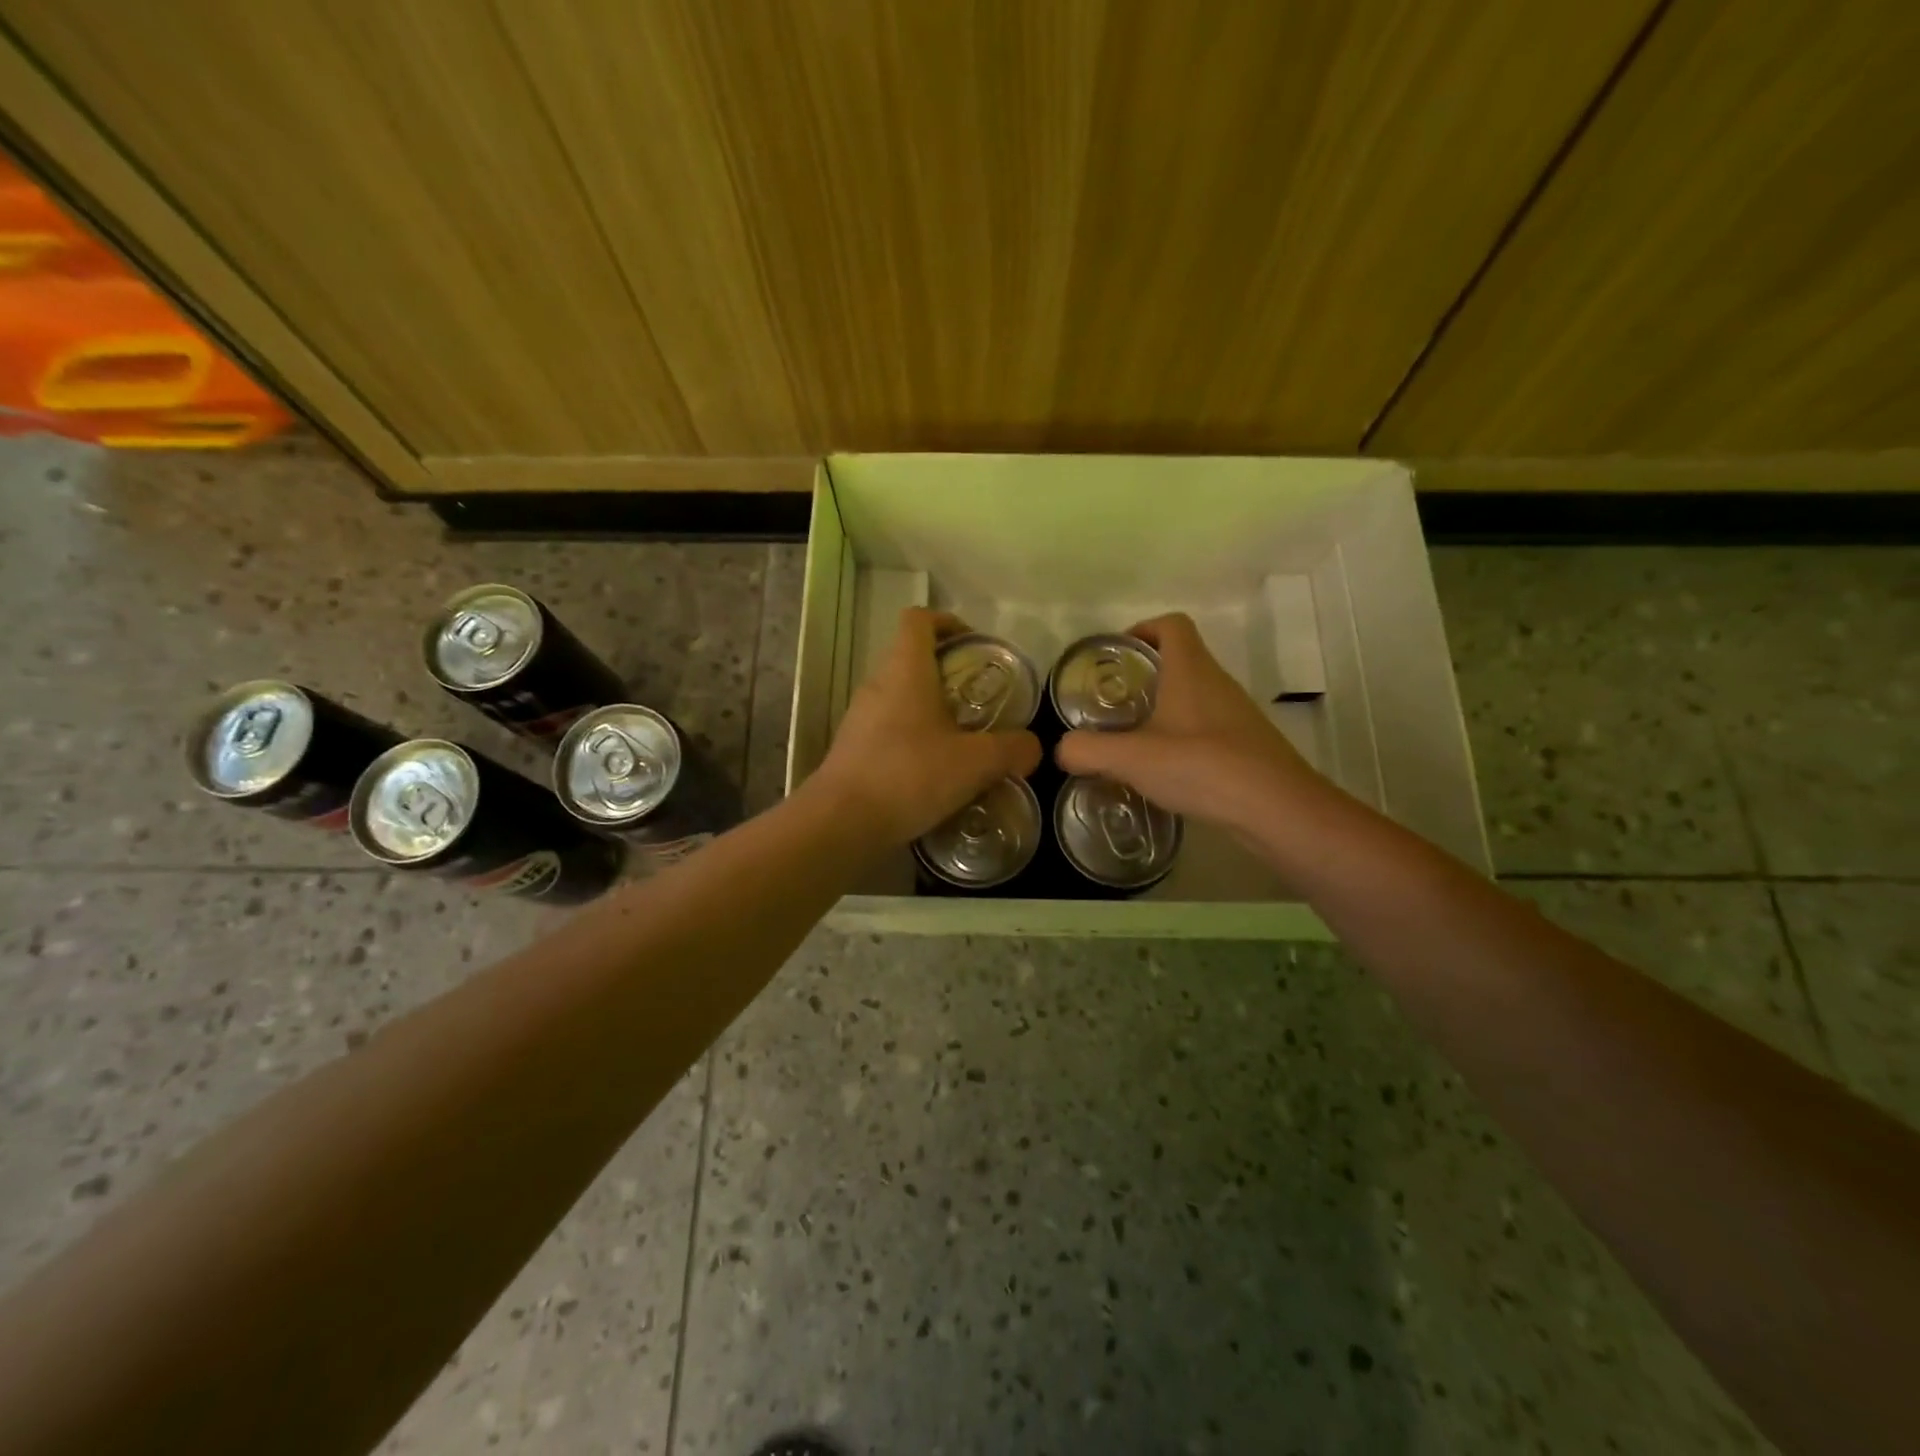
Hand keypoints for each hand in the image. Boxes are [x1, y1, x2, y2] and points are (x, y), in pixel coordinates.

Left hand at [809, 608, 1041, 845]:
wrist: (842, 822)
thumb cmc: (910, 775)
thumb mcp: (976, 763)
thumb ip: (1012, 749)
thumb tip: (1032, 747)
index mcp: (906, 670)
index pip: (919, 619)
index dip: (947, 622)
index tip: (974, 645)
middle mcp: (878, 683)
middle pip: (911, 657)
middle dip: (948, 671)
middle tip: (980, 699)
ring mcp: (860, 716)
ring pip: (901, 695)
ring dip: (931, 707)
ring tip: (963, 738)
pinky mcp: (854, 747)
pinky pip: (889, 727)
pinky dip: (914, 736)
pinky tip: (935, 769)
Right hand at [1055, 612, 1328, 832]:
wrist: (1276, 809)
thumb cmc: (1202, 766)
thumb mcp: (1132, 758)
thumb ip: (1088, 750)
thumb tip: (1062, 750)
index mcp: (1190, 670)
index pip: (1172, 624)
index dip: (1143, 629)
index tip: (1116, 655)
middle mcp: (1217, 683)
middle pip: (1181, 660)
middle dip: (1145, 675)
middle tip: (1112, 704)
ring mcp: (1236, 714)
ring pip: (1195, 696)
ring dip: (1164, 708)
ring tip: (1132, 740)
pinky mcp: (1247, 745)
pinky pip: (1207, 727)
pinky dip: (1183, 738)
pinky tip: (1165, 771)